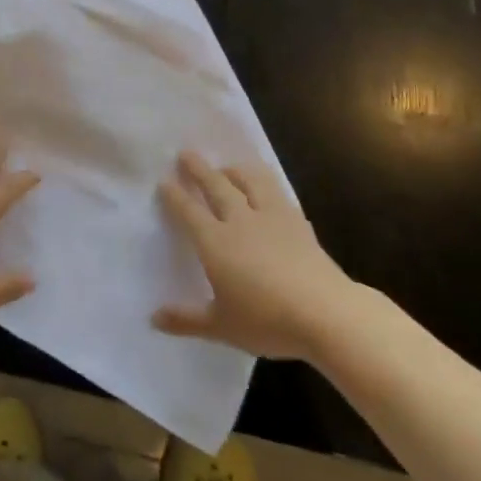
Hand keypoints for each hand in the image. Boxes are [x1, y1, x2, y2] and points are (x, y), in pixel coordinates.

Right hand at [154, 150, 355, 359]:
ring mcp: (270, 216)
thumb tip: (154, 318)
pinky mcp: (297, 221)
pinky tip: (265, 185)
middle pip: (216, 185)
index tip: (164, 181)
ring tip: (226, 166)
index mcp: (215, 242)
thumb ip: (187, 320)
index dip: (174, 195)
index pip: (188, 211)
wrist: (326, 313)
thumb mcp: (222, 326)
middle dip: (199, 169)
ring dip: (233, 169)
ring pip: (248, 180)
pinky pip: (275, 190)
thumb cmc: (268, 320)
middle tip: (186, 154)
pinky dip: (264, 181)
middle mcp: (239, 220)